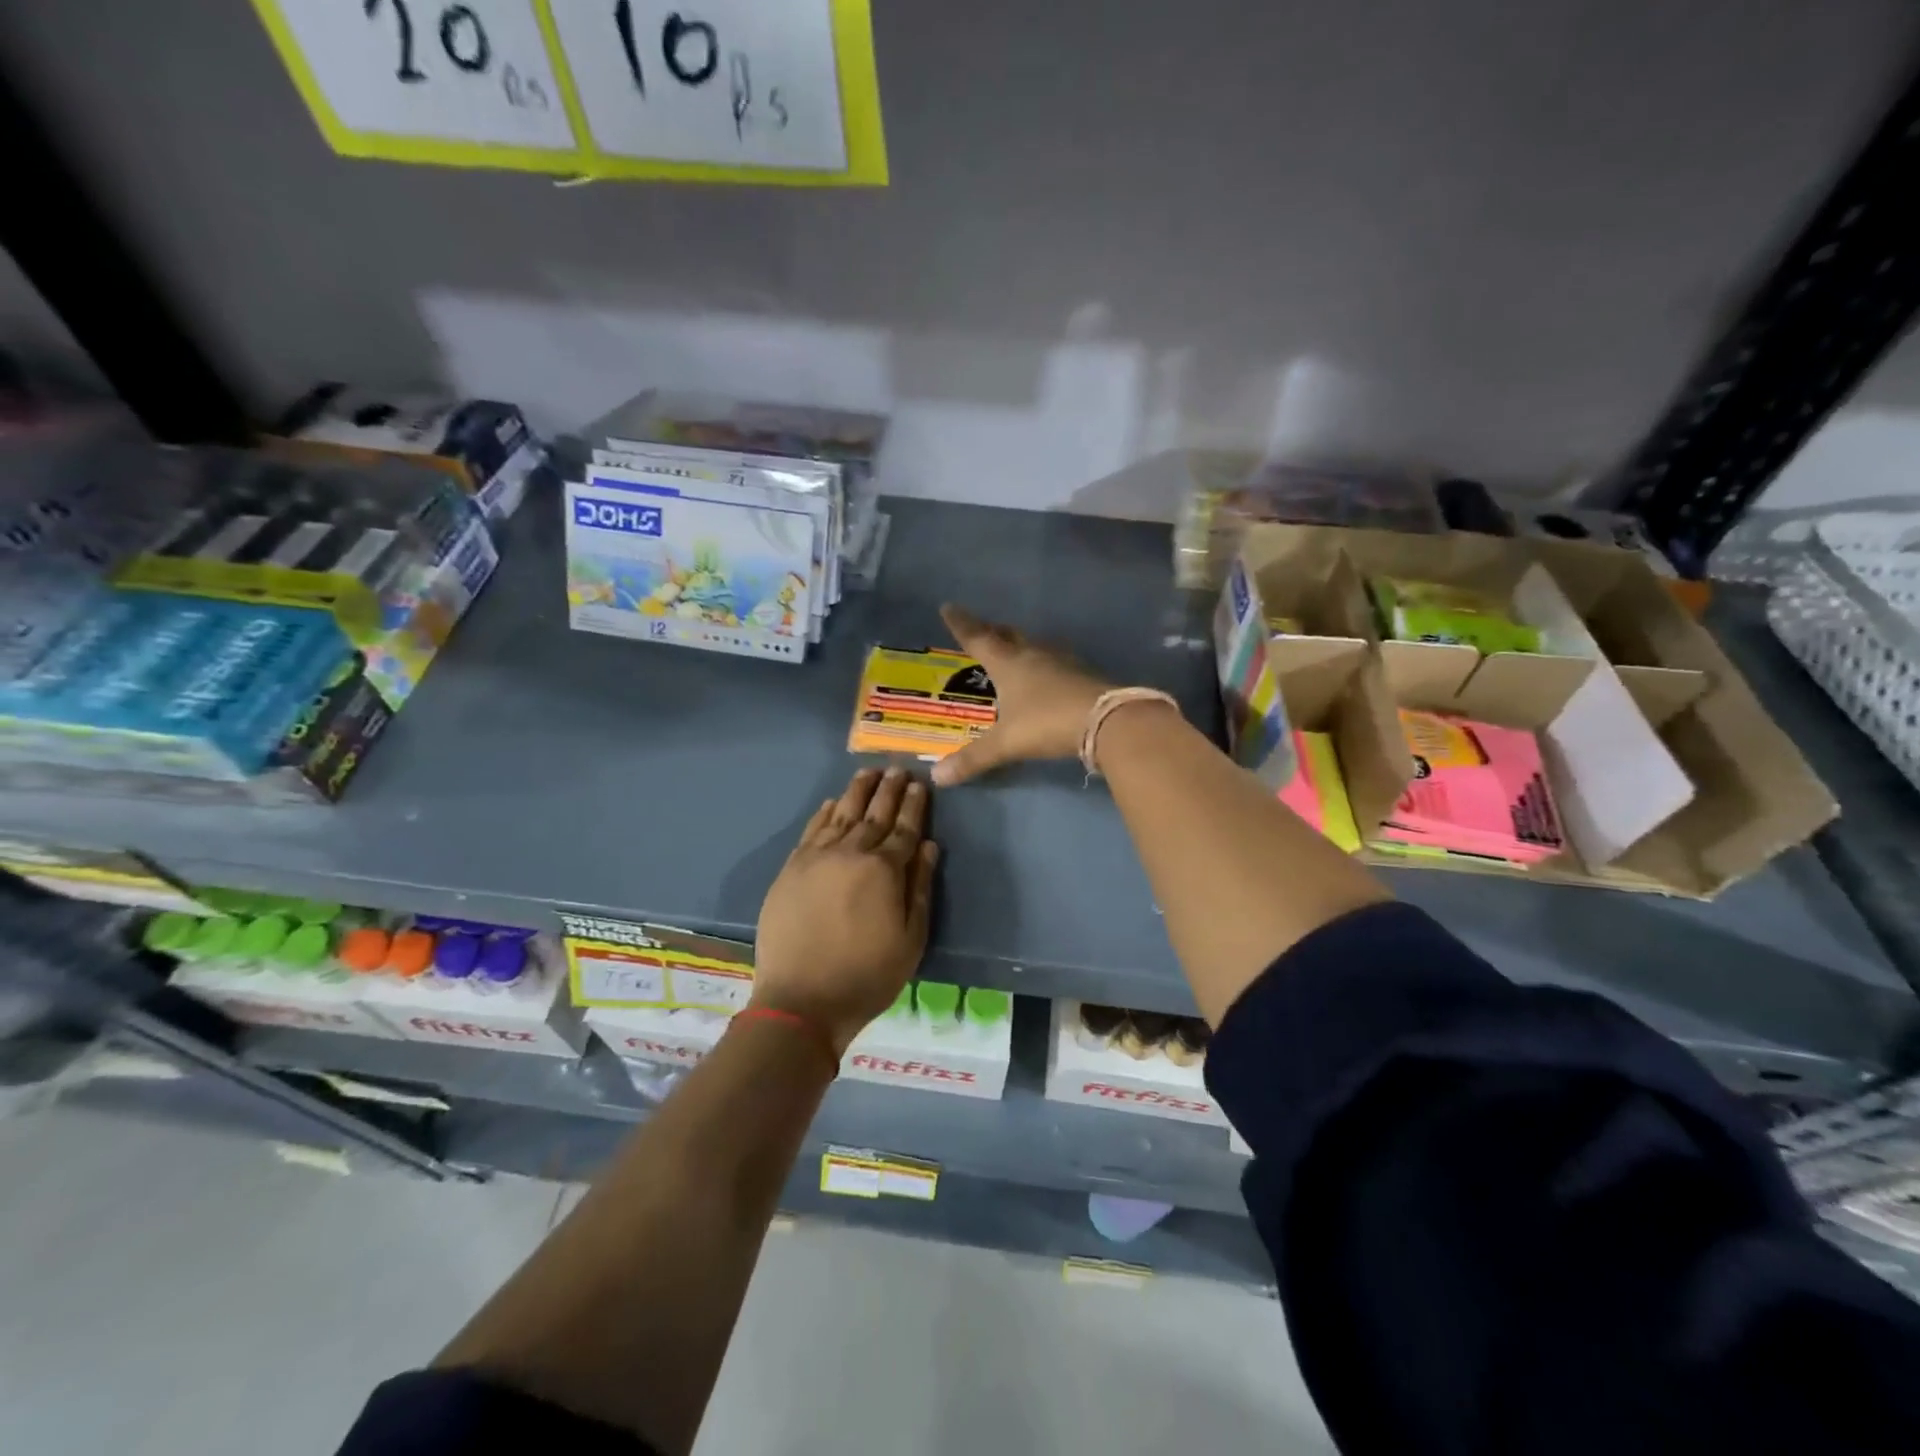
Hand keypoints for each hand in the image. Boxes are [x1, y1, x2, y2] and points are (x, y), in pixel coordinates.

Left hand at [752, 768, 938, 1053]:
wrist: (801, 999)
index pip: (904, 828)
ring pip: (842, 814)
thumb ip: (920, 887)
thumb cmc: (867, 975)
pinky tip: (834, 802)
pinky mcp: (792, 868)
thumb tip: (928, 845)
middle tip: (898, 768)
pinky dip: (825, 812)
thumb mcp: (911, 939)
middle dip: (888, 789)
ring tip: (868, 773)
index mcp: (884, 870)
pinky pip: (812, 830)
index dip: (914, 805)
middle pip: (874, 813)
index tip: (920, 784)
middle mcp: (851, 853)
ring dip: (857, 791)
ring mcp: (817, 858)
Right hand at [932, 604, 1115, 785]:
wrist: (1107, 721)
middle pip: (1009, 636)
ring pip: (1035, 646)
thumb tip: (938, 776)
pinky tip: (1047, 674)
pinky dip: (1044, 664)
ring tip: (1013, 649)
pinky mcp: (1083, 675)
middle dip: (992, 631)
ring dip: (1021, 645)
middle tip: (982, 628)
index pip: (978, 638)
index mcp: (1009, 663)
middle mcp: (1034, 655)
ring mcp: (1062, 663)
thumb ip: (973, 758)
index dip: (961, 624)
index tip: (949, 607)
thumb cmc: (1047, 723)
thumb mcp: (1006, 743)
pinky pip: (1056, 663)